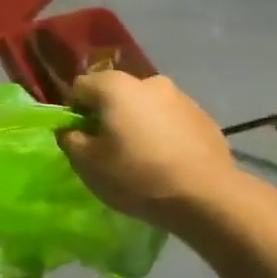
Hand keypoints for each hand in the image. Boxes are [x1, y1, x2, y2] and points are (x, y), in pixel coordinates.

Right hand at [59, 72, 249, 232]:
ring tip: (142, 158)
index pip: (80, 87)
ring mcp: (180, 97)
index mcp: (115, 86)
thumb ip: (70, 139)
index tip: (81, 139)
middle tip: (109, 150)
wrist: (206, 196)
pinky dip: (163, 133)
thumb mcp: (87, 163)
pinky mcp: (203, 116)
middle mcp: (148, 81)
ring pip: (145, 106)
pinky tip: (167, 161)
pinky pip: (170, 120)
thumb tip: (70, 130)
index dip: (75, 113)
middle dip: (108, 116)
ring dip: (137, 123)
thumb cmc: (137, 176)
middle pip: (115, 94)